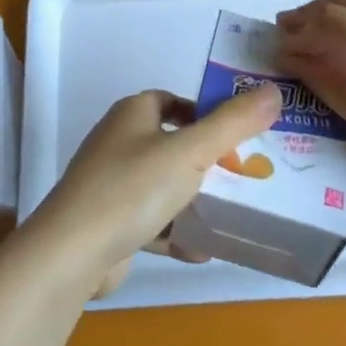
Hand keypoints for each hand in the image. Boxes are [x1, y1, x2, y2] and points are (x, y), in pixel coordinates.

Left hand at [28, 86, 282, 296]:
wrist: (71, 254)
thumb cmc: (132, 188)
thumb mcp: (190, 151)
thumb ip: (233, 123)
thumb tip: (273, 91)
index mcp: (133, 113)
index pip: (176, 102)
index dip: (208, 114)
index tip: (240, 137)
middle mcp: (120, 141)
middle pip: (174, 144)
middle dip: (208, 161)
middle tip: (244, 177)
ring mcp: (111, 183)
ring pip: (164, 185)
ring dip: (194, 200)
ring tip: (232, 214)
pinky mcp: (109, 222)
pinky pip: (151, 221)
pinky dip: (175, 232)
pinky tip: (202, 250)